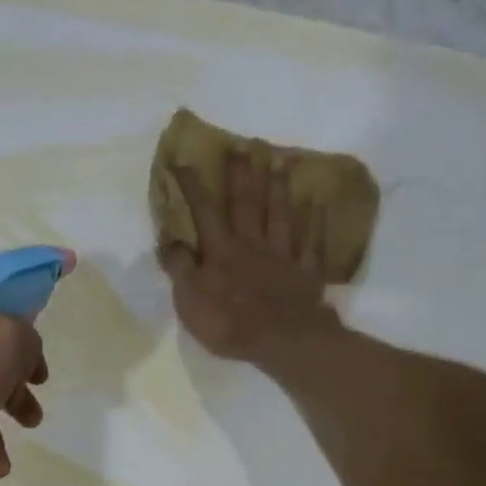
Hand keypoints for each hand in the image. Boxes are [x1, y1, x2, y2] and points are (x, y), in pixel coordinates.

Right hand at [160, 150, 336, 367]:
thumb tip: (168, 239)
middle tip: (244, 145)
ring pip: (280, 215)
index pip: (204, 212)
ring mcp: (283, 256)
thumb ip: (180, 268)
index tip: (184, 159)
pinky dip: (314, 221)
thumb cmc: (229, 323)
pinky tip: (316, 202)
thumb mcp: (190, 300)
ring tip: (279, 162)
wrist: (283, 340)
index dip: (193, 186)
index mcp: (221, 252)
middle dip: (243, 174)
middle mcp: (252, 245)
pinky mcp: (306, 272)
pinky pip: (311, 241)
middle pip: (247, 204)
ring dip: (278, 188)